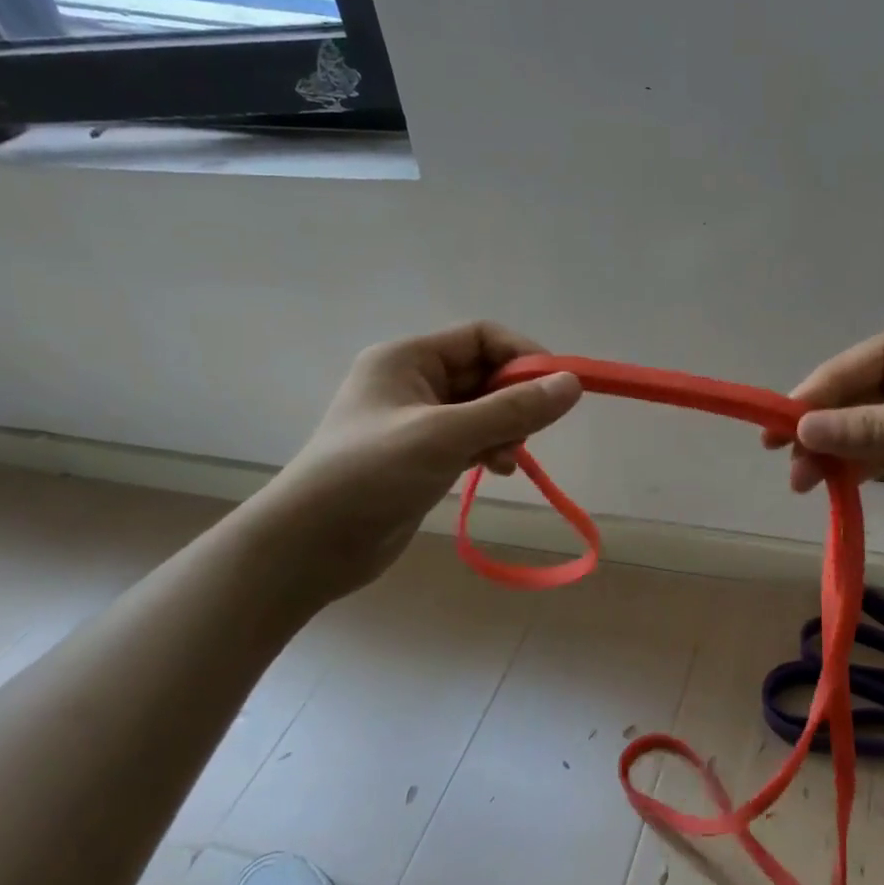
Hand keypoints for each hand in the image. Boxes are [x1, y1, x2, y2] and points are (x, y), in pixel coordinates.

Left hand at [248, 323, 581, 600]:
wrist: (310, 547)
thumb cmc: (370, 475)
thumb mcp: (445, 437)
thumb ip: (511, 410)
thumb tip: (573, 384)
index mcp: (408, 358)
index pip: (482, 337)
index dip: (523, 356)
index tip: (557, 389)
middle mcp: (412, 381)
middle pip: (485, 373)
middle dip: (515, 399)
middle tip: (531, 432)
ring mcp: (416, 420)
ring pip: (482, 409)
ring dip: (505, 428)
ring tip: (508, 458)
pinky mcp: (421, 455)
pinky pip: (471, 438)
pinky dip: (491, 449)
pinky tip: (497, 470)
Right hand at [765, 312, 883, 502]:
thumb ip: (870, 428)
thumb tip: (801, 430)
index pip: (840, 374)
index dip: (802, 405)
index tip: (768, 439)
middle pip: (849, 404)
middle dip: (820, 437)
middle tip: (795, 478)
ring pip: (868, 431)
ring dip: (841, 456)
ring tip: (811, 488)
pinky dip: (870, 467)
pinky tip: (846, 486)